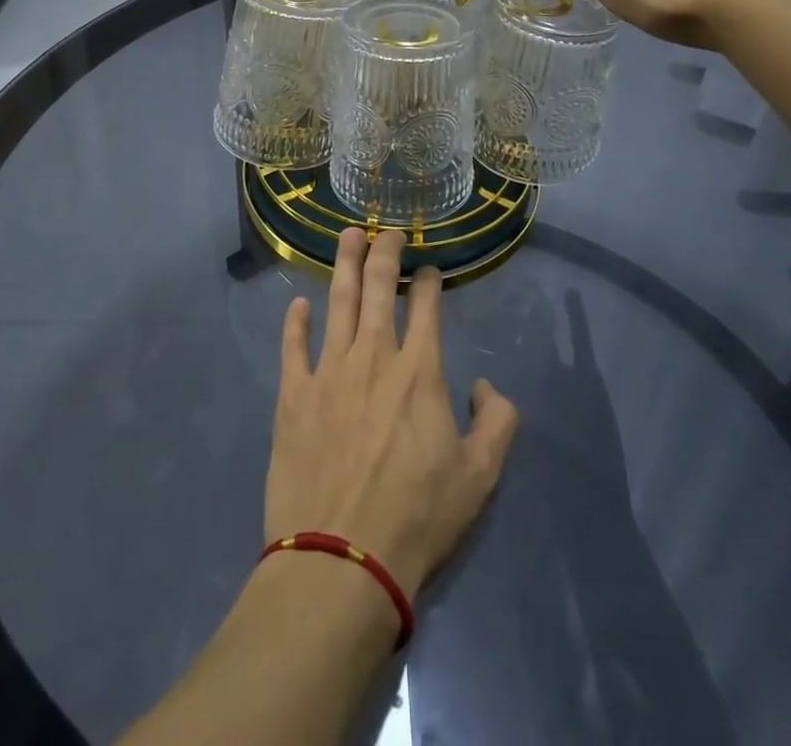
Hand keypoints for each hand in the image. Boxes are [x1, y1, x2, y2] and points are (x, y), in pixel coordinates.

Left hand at [266, 228, 520, 598]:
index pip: (426, 308)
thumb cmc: (416, 518)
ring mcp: (328, 372)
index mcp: (418, 372)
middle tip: (386, 230)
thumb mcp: (480, 477)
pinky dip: (295, 322)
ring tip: (348, 235)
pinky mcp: (293, 395)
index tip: (429, 269)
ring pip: (337, 302)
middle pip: (378, 289)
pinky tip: (298, 304)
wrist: (340, 559)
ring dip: (344, 265)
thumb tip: (487, 386)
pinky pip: (293, 346)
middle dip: (384, 253)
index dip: (429, 282)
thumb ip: (497, 422)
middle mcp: (372, 357)